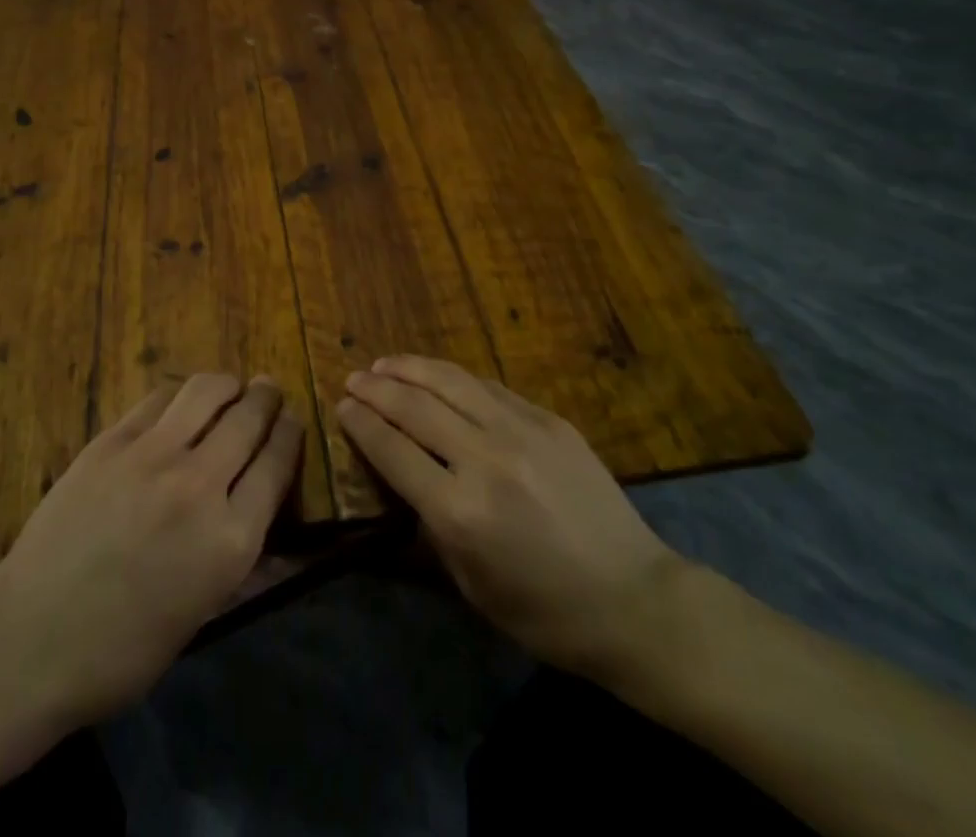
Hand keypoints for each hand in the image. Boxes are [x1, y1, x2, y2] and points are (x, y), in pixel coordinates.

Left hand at [0, 374, 303, 728]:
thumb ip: (241, 560)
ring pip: (206, 392)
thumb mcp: (201, 615)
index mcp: (230, 540)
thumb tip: (269, 522)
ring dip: (228, 384)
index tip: (292, 419)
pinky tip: (181, 402)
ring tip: (231, 387)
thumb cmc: (121, 651)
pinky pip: (159, 400)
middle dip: (267, 399)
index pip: (277, 463)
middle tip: (269, 390)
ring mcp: (152, 457)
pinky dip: (180, 395)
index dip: (290, 433)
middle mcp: (200, 486)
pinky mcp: (111, 442)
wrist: (30, 642)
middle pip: (249, 419)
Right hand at [337, 356, 686, 690]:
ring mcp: (520, 431)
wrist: (634, 599)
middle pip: (415, 407)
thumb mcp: (471, 585)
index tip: (341, 406)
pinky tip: (438, 376)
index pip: (393, 450)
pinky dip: (454, 378)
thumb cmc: (544, 612)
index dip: (361, 423)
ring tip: (385, 363)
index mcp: (459, 510)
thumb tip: (405, 477)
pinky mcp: (548, 420)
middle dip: (376, 388)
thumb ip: (432, 526)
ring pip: (450, 382)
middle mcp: (484, 458)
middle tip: (353, 378)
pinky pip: (489, 388)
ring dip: (410, 368)